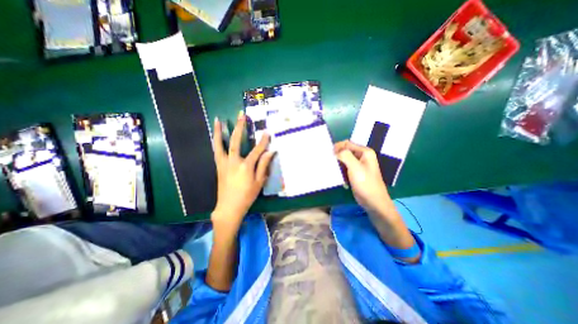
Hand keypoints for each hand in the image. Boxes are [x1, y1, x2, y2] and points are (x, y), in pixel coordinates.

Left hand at [212, 113, 274, 228]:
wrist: (229, 207)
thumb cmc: (247, 196)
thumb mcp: (259, 182)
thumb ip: (263, 165)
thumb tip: (270, 152)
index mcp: (246, 167)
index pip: (257, 150)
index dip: (263, 141)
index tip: (267, 132)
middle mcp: (233, 162)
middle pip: (236, 141)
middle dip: (240, 127)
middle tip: (242, 115)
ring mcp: (224, 163)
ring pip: (220, 144)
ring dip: (220, 131)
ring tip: (219, 119)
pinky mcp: (218, 166)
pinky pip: (216, 151)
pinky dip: (216, 142)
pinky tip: (216, 136)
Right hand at [335, 141, 392, 214]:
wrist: (373, 201)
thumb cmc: (365, 183)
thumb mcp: (355, 167)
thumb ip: (345, 155)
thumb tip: (334, 151)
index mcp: (365, 152)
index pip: (347, 144)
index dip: (337, 147)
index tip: (328, 155)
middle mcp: (362, 156)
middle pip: (345, 151)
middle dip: (336, 156)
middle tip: (328, 162)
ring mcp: (358, 165)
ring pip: (344, 160)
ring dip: (337, 164)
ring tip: (331, 169)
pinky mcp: (355, 173)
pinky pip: (345, 168)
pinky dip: (340, 170)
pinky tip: (337, 176)